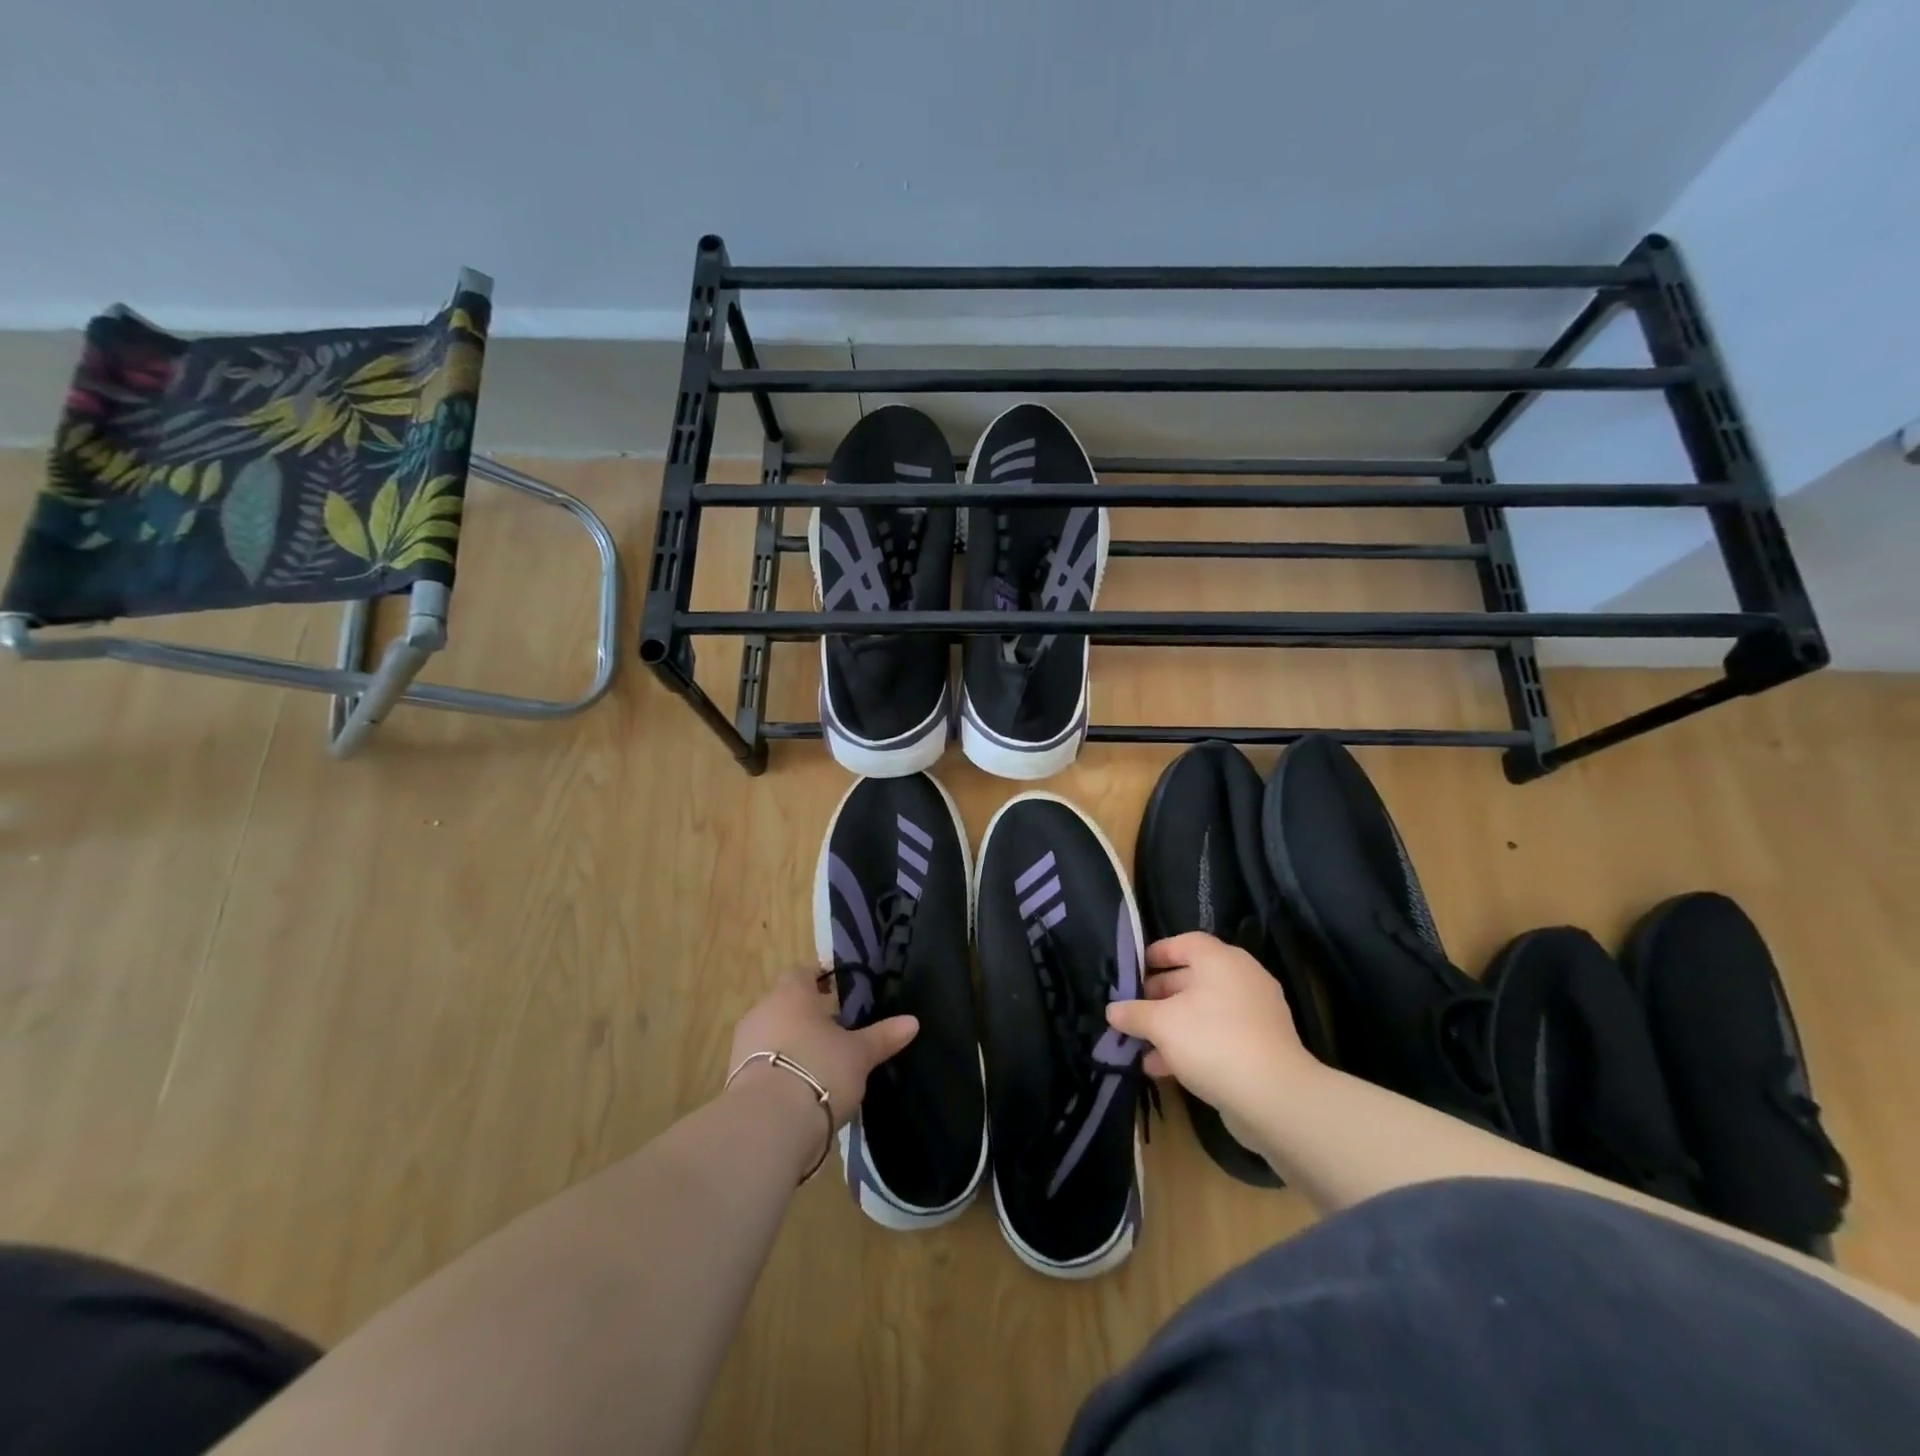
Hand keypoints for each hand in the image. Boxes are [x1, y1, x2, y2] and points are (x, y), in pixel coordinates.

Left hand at [727, 969, 918, 1128]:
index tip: (838, 989)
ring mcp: (744, 1046)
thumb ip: (883, 1036)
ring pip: (773, 1033)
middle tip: (836, 1029)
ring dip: (792, 1043)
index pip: (803, 973)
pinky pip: (763, 1063)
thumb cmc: (819, 1071)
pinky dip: (780, 1068)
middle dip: (808, 1014)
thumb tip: (913, 1022)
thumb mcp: (859, 1055)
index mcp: (791, 994)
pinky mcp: (735, 1079)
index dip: (820, 979)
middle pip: (786, 1004)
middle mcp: (762, 1011)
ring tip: (821, 1061)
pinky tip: (801, 1088)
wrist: (766, 1126)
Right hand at [1106, 932, 1319, 1117]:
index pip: (1184, 943)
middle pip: (1193, 977)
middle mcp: (1242, 979)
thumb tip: (1112, 1010)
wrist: (1275, 1098)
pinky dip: (1193, 1045)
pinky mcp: (1261, 1046)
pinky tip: (1164, 1068)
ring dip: (1172, 1025)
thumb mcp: (1161, 1024)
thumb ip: (1134, 1013)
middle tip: (1134, 1010)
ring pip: (1204, 1010)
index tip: (1133, 971)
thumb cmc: (1212, 1041)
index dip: (1156, 954)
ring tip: (1142, 1045)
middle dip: (1159, 995)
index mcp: (1221, 960)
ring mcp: (1255, 1013)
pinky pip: (1219, 1036)